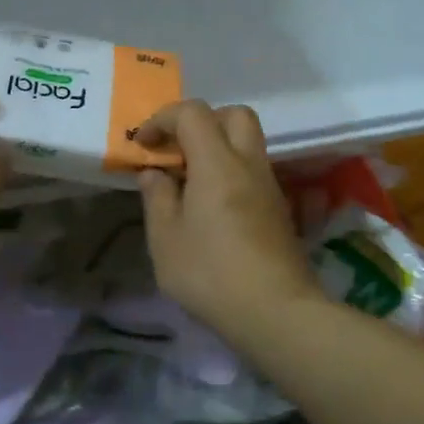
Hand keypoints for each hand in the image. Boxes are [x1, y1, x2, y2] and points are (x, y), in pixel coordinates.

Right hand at [135, 101, 320, 339]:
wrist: (276, 310)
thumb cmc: (211, 273)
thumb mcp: (166, 240)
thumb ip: (157, 198)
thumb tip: (155, 172)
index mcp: (217, 163)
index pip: (193, 113)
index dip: (163, 119)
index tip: (144, 144)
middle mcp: (248, 163)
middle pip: (234, 115)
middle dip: (201, 121)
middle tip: (177, 150)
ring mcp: (269, 185)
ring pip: (248, 142)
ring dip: (218, 147)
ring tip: (189, 181)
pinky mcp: (278, 208)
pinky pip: (253, 170)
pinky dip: (231, 171)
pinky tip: (212, 206)